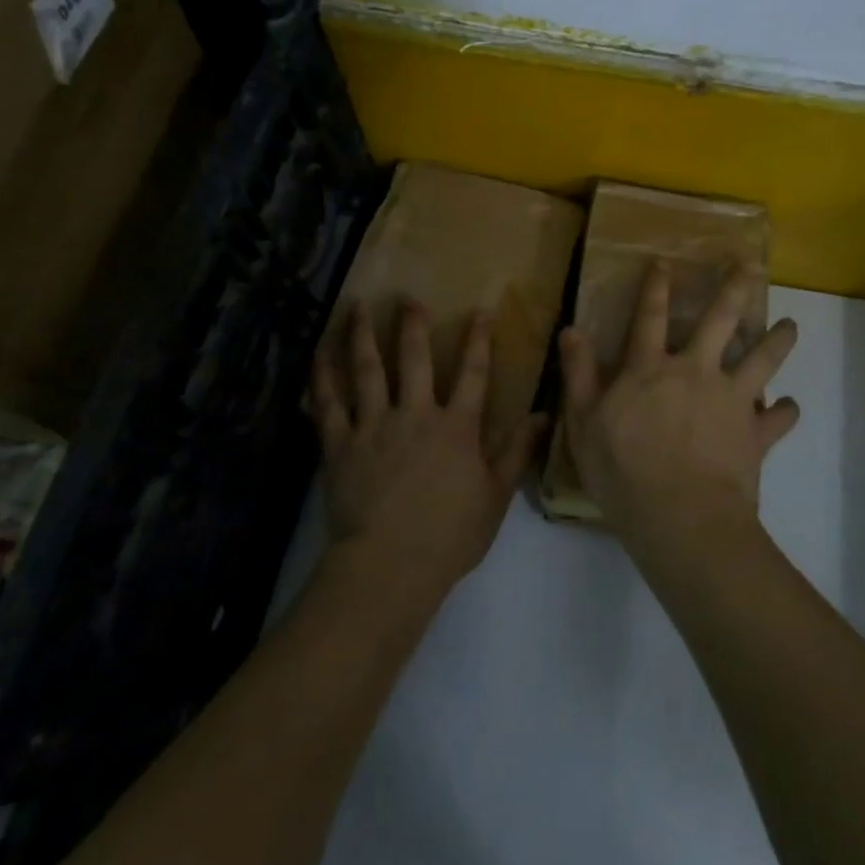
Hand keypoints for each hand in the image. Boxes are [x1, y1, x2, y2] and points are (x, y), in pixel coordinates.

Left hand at [312, 301, 542, 603]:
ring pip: (368, 370)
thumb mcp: (495, 496)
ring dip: (363, 335)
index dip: (478, 340)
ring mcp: (374, 425)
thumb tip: (545, 415)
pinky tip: (319, 353)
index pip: (473, 373)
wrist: (389, 566)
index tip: (480, 311)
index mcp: (456, 427)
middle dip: (413, 325)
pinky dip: (322, 376)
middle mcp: (415, 414)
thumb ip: (517, 452)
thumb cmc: (449, 536)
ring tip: (357, 306)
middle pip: (415, 359)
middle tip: (408, 298)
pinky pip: (328, 403)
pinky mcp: (340, 443)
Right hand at [558, 261, 799, 542]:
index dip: (656, 287)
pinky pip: (778, 418)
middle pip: (721, 322)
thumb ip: (578, 373)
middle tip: (751, 266)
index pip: (651, 317)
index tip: (666, 261)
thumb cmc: (622, 470)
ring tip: (792, 326)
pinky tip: (790, 407)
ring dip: (778, 340)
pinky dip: (785, 411)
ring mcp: (731, 401)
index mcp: (651, 369)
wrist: (680, 516)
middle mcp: (696, 372)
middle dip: (735, 289)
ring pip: (762, 360)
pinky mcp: (755, 434)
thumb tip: (571, 329)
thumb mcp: (584, 422)